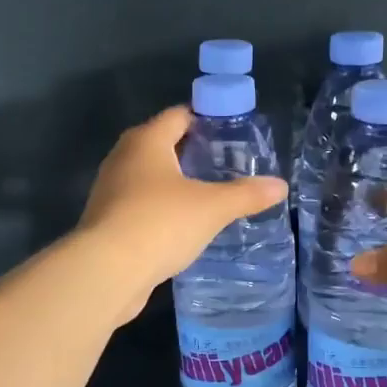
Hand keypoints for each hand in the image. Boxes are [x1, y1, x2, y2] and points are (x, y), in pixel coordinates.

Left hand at [77, 106, 288, 322]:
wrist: (107, 271)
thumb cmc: (160, 223)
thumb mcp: (212, 208)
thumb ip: (246, 194)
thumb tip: (280, 185)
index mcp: (146, 140)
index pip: (179, 115)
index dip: (205, 120)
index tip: (231, 133)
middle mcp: (123, 157)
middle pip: (161, 144)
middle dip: (191, 153)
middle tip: (225, 166)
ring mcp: (110, 190)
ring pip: (148, 177)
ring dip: (174, 184)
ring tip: (207, 197)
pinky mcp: (106, 221)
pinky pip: (139, 205)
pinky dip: (160, 209)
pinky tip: (181, 227)